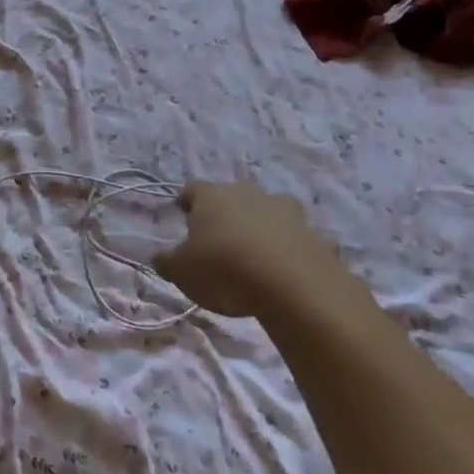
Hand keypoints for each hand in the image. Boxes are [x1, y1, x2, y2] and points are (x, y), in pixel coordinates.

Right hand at [155, 179, 369, 320]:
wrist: (293, 285)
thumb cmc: (225, 269)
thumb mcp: (182, 272)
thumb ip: (168, 262)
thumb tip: (160, 258)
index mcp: (212, 196)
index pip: (193, 189)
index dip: (187, 200)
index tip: (182, 211)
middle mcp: (247, 193)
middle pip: (233, 196)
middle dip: (226, 212)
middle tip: (219, 236)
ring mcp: (284, 211)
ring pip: (267, 212)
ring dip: (260, 226)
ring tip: (254, 252)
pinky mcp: (313, 234)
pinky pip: (294, 238)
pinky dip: (287, 249)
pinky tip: (282, 272)